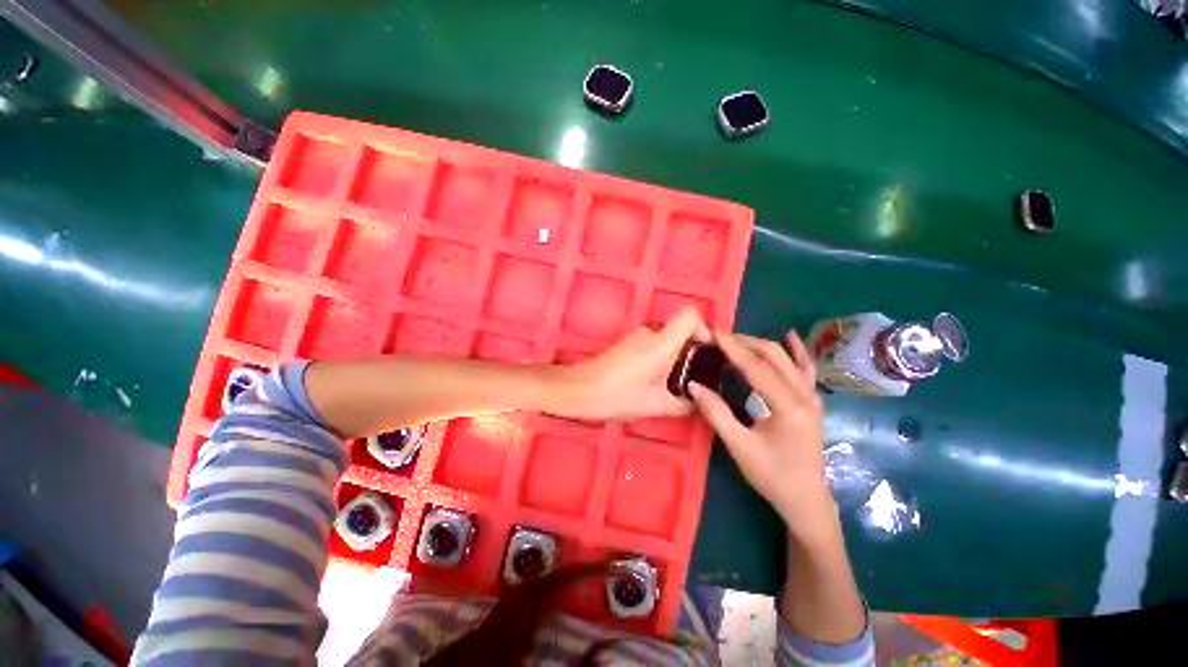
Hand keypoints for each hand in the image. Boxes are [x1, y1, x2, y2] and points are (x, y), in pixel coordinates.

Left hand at [550, 308, 709, 421]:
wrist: (579, 390)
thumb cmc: (618, 396)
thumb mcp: (656, 405)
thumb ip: (684, 404)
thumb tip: (699, 403)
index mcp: (661, 343)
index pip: (691, 315)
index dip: (704, 329)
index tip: (707, 353)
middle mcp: (650, 333)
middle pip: (680, 330)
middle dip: (691, 352)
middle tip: (695, 378)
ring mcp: (636, 337)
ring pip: (666, 340)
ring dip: (675, 359)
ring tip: (674, 385)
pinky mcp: (627, 345)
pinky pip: (653, 346)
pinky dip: (660, 359)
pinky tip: (654, 382)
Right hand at [688, 330, 836, 543]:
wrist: (806, 499)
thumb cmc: (772, 475)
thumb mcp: (739, 446)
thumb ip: (716, 413)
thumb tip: (693, 385)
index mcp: (788, 407)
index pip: (756, 367)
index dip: (733, 348)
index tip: (714, 334)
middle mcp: (805, 396)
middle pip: (773, 356)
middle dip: (745, 342)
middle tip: (720, 338)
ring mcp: (813, 397)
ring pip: (787, 359)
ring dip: (761, 345)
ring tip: (738, 340)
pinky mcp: (813, 401)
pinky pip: (805, 368)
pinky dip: (796, 351)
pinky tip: (789, 335)